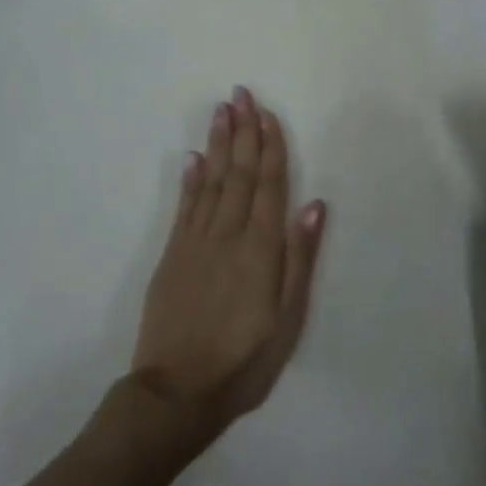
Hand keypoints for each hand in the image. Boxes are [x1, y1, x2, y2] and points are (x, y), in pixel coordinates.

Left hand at [128, 87, 326, 442]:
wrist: (176, 392)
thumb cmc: (245, 360)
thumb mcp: (288, 318)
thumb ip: (299, 258)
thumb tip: (314, 205)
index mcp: (260, 249)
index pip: (268, 185)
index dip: (270, 147)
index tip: (267, 113)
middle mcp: (227, 235)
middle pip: (238, 174)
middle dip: (242, 132)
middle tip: (240, 94)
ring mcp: (194, 244)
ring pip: (210, 182)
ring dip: (218, 145)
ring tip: (221, 112)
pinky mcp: (171, 257)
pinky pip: (183, 208)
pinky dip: (190, 180)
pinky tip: (193, 159)